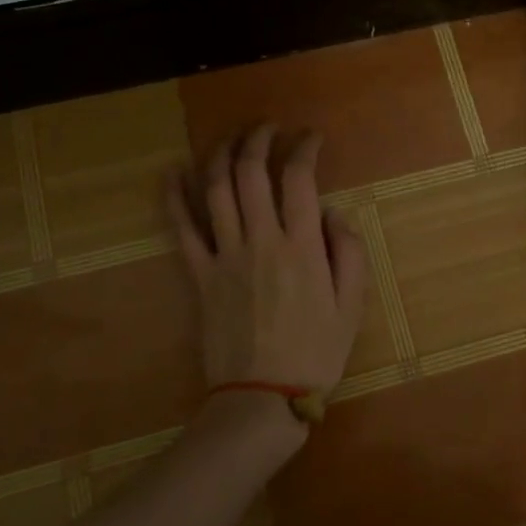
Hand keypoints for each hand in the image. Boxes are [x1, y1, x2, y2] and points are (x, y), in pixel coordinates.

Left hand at [166, 125, 368, 403]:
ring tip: (230, 138)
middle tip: (268, 128)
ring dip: (220, 155)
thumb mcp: (352, 306)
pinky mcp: (199, 275)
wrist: (263, 397)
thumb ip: (347, 252)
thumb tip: (330, 212)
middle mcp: (261, 241)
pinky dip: (175, 196)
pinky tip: (173, 172)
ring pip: (215, 190)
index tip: (310, 137)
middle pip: (251, 173)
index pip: (298, 179)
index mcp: (302, 247)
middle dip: (258, 140)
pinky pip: (182, 228)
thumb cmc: (315, 353)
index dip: (304, 148)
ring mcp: (225, 256)